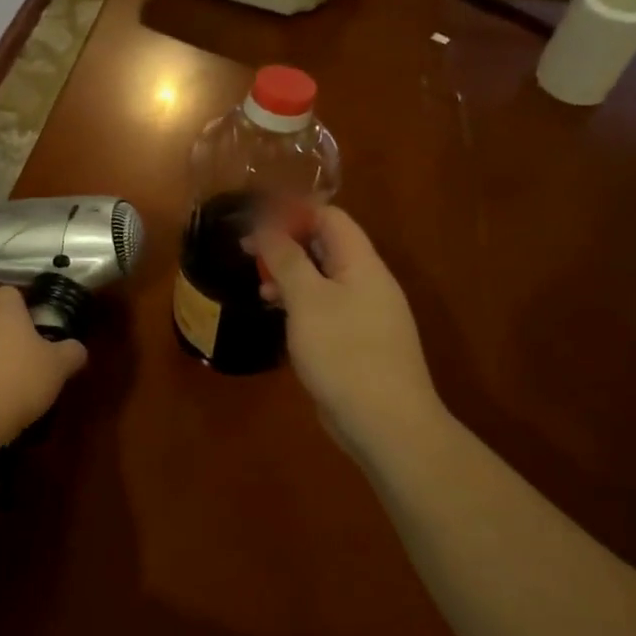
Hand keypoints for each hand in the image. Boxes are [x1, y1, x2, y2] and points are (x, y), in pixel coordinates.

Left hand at [0, 286, 88, 447]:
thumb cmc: (18, 380)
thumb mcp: (57, 368)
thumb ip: (71, 353)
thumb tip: (77, 348)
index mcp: (3, 308)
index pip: (12, 292)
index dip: (25, 307)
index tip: (38, 327)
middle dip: (3, 325)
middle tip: (24, 349)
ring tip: (8, 378)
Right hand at [247, 207, 442, 461]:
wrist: (386, 423)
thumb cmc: (344, 353)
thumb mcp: (308, 300)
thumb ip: (287, 259)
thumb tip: (266, 227)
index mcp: (362, 264)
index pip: (330, 218)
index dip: (293, 213)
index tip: (255, 222)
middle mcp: (367, 282)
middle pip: (326, 246)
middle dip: (287, 245)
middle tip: (249, 254)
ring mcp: (364, 314)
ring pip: (323, 279)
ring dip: (290, 276)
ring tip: (260, 288)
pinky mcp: (356, 341)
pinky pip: (325, 308)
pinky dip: (300, 305)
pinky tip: (280, 318)